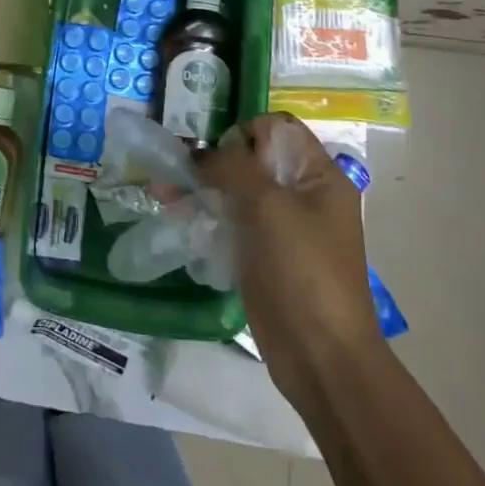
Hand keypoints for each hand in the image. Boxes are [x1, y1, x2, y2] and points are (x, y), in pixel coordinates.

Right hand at [197, 113, 384, 405]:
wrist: (321, 356)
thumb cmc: (304, 271)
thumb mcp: (271, 206)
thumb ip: (236, 167)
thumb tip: (203, 154)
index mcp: (319, 176)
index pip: (278, 129)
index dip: (247, 132)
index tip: (220, 153)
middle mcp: (301, 194)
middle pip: (252, 158)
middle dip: (213, 159)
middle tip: (179, 169)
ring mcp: (280, 225)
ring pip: (235, 189)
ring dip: (201, 186)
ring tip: (163, 192)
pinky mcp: (260, 252)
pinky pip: (229, 219)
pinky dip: (204, 213)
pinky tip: (175, 214)